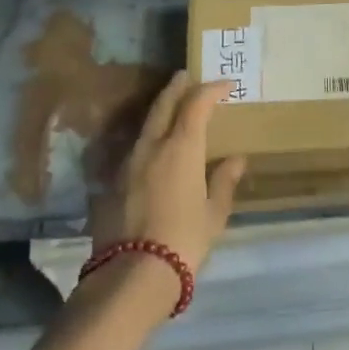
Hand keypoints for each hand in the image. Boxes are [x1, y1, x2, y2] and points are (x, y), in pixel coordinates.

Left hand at [92, 72, 246, 275]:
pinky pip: (135, 148)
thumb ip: (223, 181)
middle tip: (186, 76)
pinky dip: (148, 137)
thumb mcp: (213, 213)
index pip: (196, 105)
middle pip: (163, 105)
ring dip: (160, 110)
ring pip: (145, 125)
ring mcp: (128, 163)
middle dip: (177, 88)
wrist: (133, 273)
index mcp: (181, 148)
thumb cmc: (184, 239)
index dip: (210, 90)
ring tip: (172, 108)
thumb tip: (236, 160)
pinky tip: (154, 147)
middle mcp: (151, 146)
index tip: (225, 85)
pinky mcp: (112, 182)